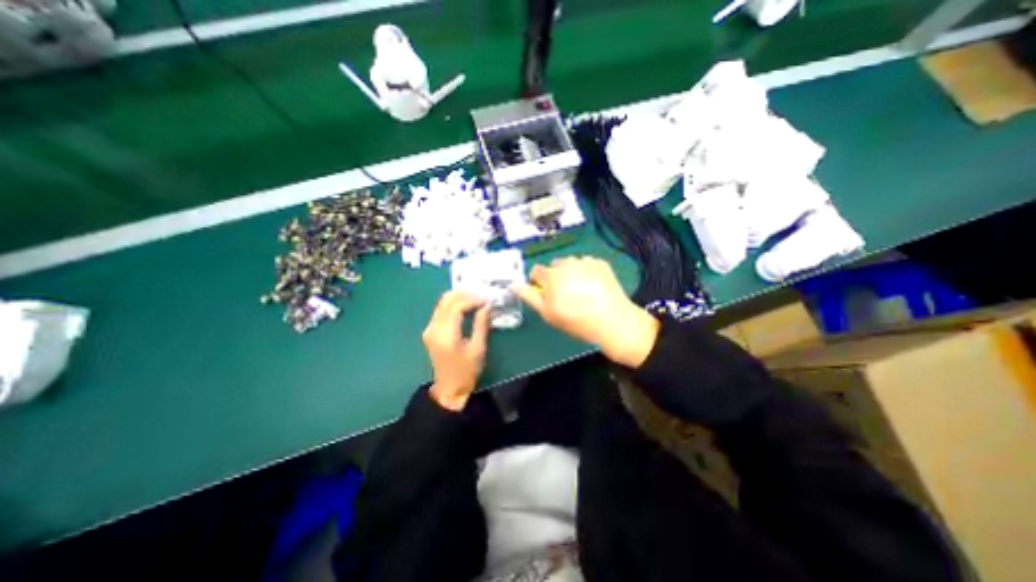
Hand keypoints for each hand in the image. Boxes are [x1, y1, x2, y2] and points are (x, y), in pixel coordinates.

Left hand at [422, 290, 490, 409]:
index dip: (472, 299)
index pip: (456, 306)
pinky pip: (441, 310)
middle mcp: (434, 328)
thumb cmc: (467, 372)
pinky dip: (454, 304)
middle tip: (482, 295)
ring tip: (476, 299)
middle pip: (446, 300)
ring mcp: (430, 329)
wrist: (449, 389)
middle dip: (465, 294)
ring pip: (442, 303)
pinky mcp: (430, 331)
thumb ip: (481, 324)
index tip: (486, 300)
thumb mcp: (478, 348)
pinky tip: (466, 306)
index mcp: (446, 335)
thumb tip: (487, 305)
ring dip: (459, 297)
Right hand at [513, 257, 658, 365]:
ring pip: (571, 264)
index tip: (544, 293)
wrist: (611, 320)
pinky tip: (594, 286)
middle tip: (564, 294)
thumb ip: (529, 297)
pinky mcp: (601, 263)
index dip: (537, 282)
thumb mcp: (547, 313)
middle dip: (555, 276)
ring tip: (581, 290)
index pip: (536, 271)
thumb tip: (515, 285)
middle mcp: (567, 263)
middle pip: (555, 266)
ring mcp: (585, 261)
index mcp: (551, 275)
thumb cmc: (575, 320)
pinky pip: (587, 264)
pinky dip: (587, 272)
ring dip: (571, 273)